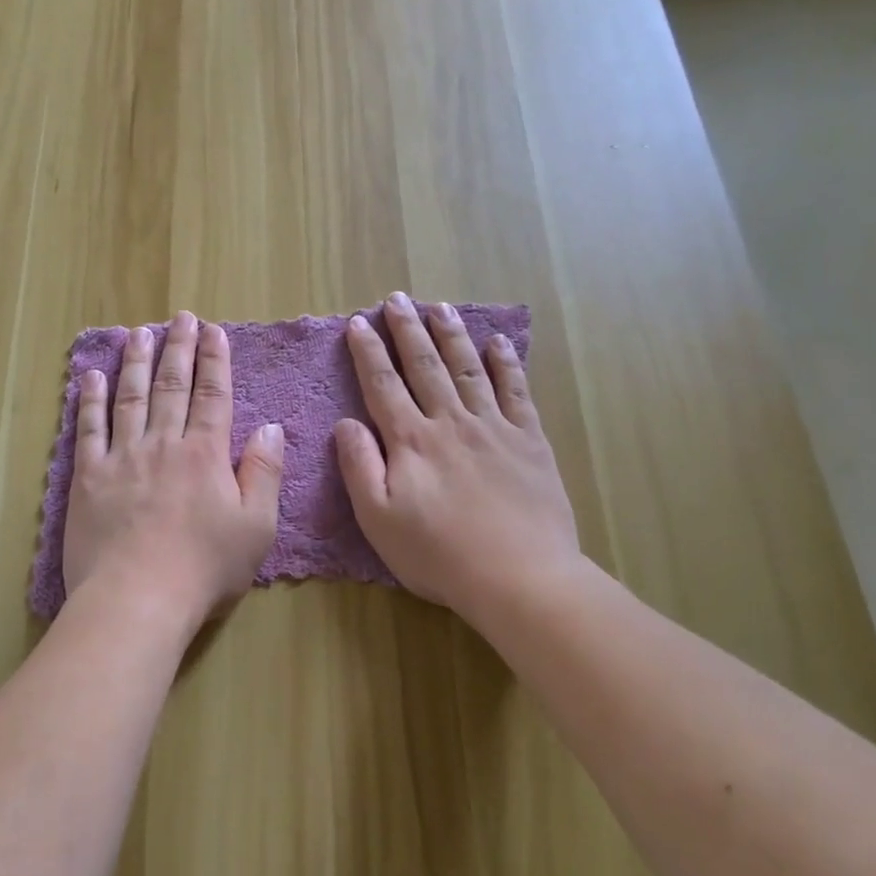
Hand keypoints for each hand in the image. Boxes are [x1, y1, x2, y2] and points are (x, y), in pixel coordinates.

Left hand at [63, 311, 284, 631]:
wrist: (136, 598)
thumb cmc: (203, 569)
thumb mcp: (256, 528)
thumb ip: (264, 473)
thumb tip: (271, 428)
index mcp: (205, 454)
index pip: (213, 395)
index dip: (215, 360)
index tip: (214, 331)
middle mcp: (163, 444)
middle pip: (172, 386)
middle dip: (178, 348)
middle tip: (180, 318)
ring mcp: (122, 457)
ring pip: (131, 397)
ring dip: (137, 362)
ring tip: (140, 333)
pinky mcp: (88, 477)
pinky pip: (88, 428)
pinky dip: (90, 399)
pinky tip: (92, 375)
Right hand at [334, 292, 583, 624]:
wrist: (519, 577)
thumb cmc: (438, 555)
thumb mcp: (378, 519)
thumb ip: (359, 466)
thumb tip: (346, 422)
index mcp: (411, 441)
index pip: (383, 385)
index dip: (369, 352)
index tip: (359, 322)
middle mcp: (450, 422)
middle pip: (425, 366)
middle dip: (408, 330)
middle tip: (397, 298)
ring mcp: (493, 427)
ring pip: (468, 369)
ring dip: (451, 335)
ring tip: (440, 306)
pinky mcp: (529, 440)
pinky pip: (516, 391)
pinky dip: (506, 363)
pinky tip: (497, 343)